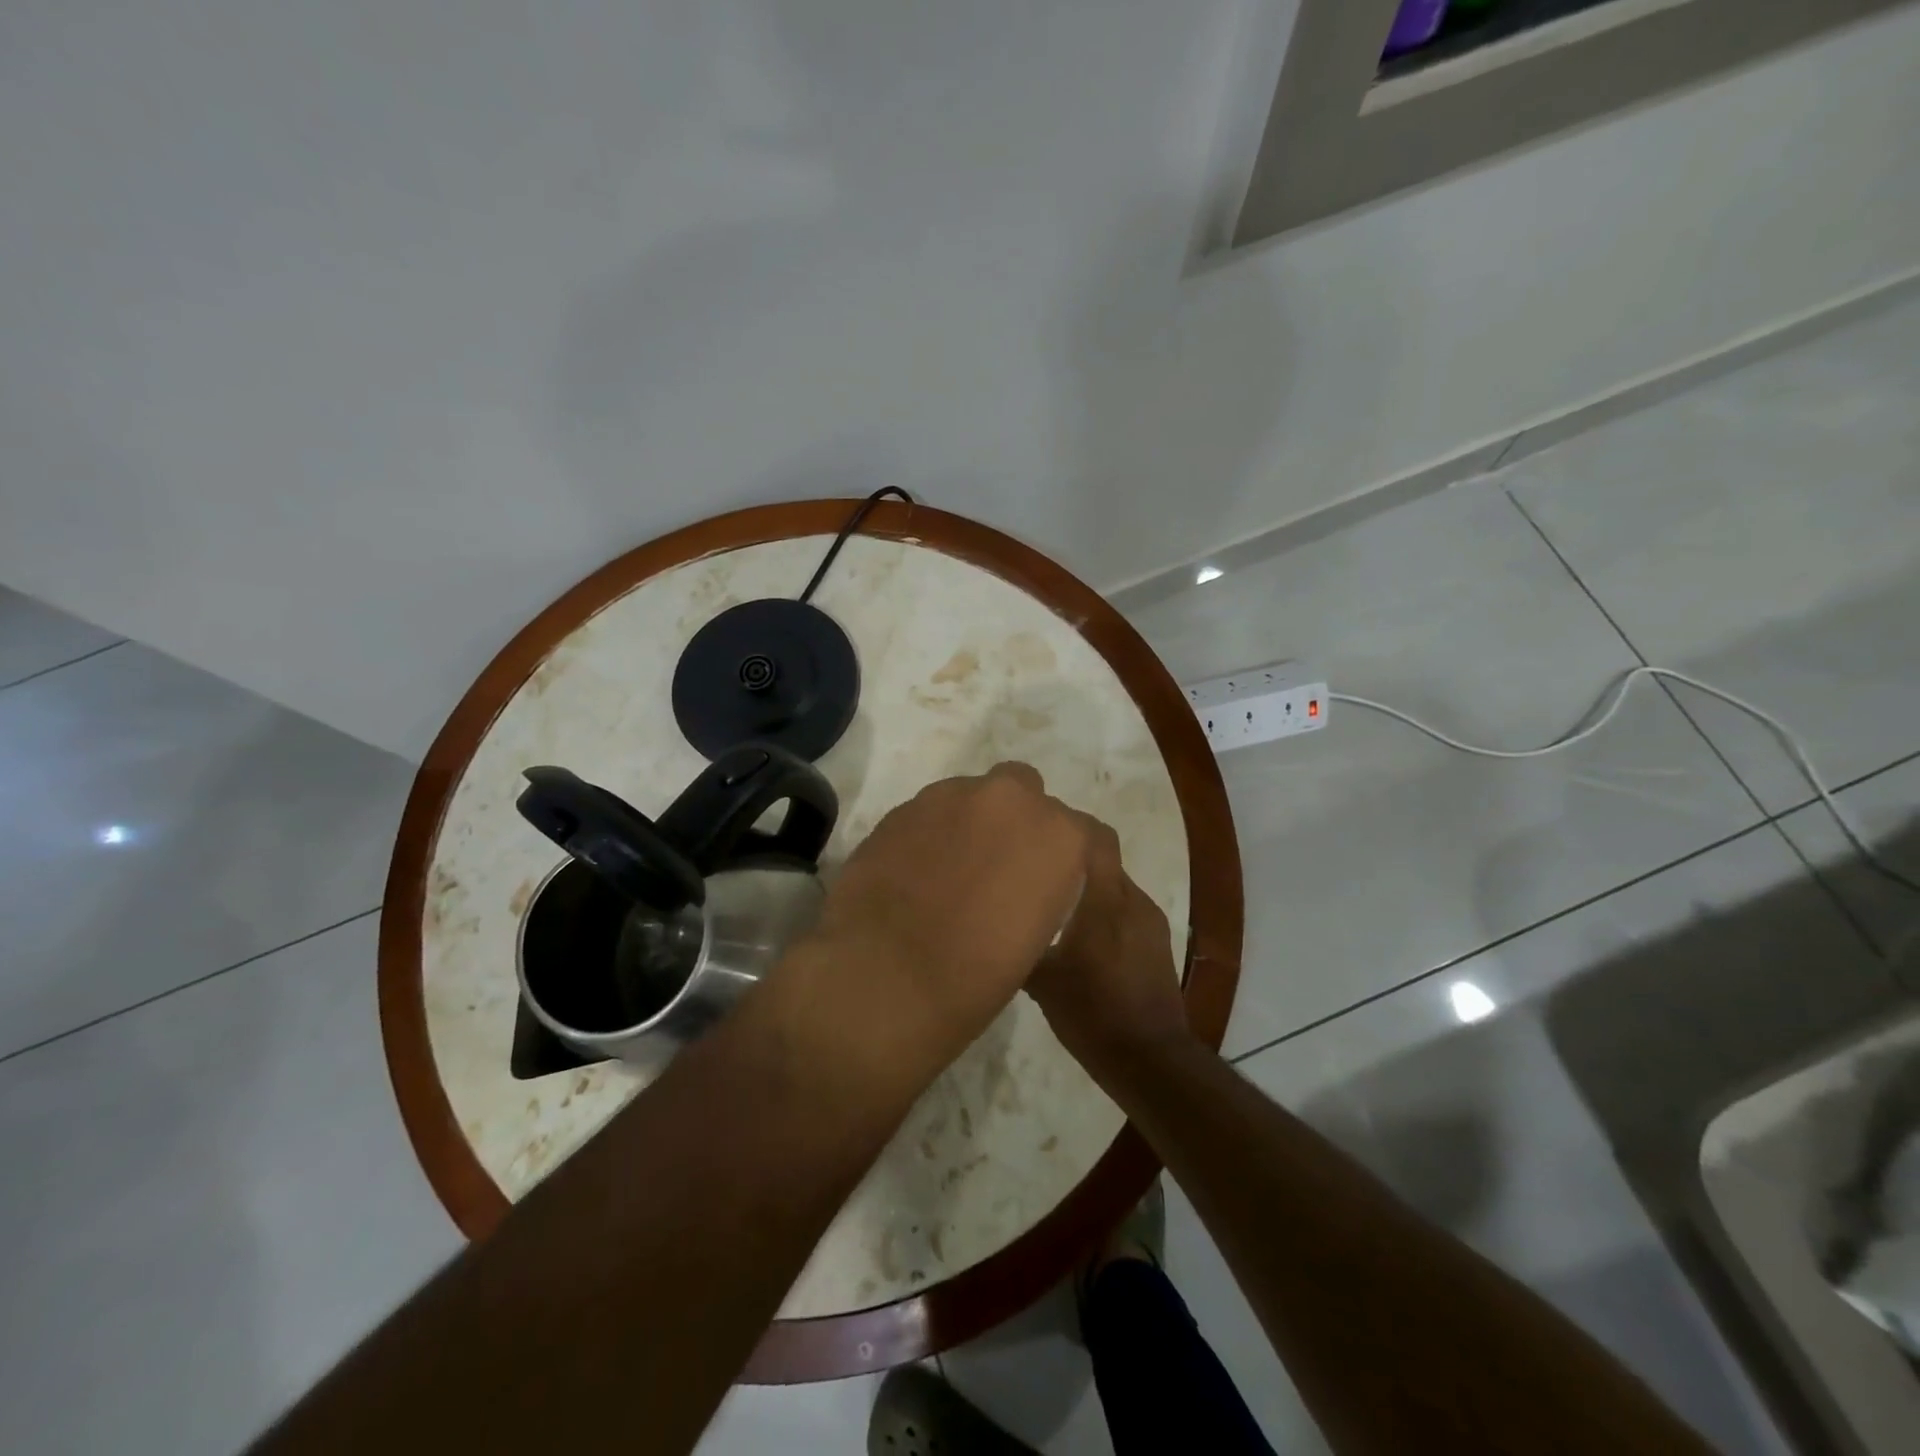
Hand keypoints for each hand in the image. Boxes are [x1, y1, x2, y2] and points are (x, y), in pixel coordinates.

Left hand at [782, 762, 1091, 1097]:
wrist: (885, 974)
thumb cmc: (975, 977)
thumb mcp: (1035, 938)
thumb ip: (1039, 889)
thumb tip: (1020, 884)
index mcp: (1058, 836)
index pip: (1083, 831)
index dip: (1065, 857)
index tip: (1048, 884)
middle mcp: (1010, 800)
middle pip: (1026, 789)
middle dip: (1015, 818)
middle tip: (997, 865)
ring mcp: (951, 795)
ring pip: (974, 794)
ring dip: (971, 821)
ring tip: (950, 869)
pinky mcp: (904, 805)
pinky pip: (932, 810)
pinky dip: (932, 832)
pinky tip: (916, 869)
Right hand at [1027, 817, 1190, 1086]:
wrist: (1150, 1059)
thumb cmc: (1092, 1012)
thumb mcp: (1043, 982)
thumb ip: (1022, 945)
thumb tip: (994, 927)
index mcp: (1107, 899)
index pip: (1098, 837)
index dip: (1072, 824)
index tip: (1041, 827)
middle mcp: (1134, 900)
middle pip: (1103, 861)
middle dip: (1072, 861)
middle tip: (1037, 871)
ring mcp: (1151, 922)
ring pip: (1114, 888)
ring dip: (1088, 890)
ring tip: (1055, 906)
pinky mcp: (1157, 944)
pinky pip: (1125, 913)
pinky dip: (1103, 913)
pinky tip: (1081, 939)